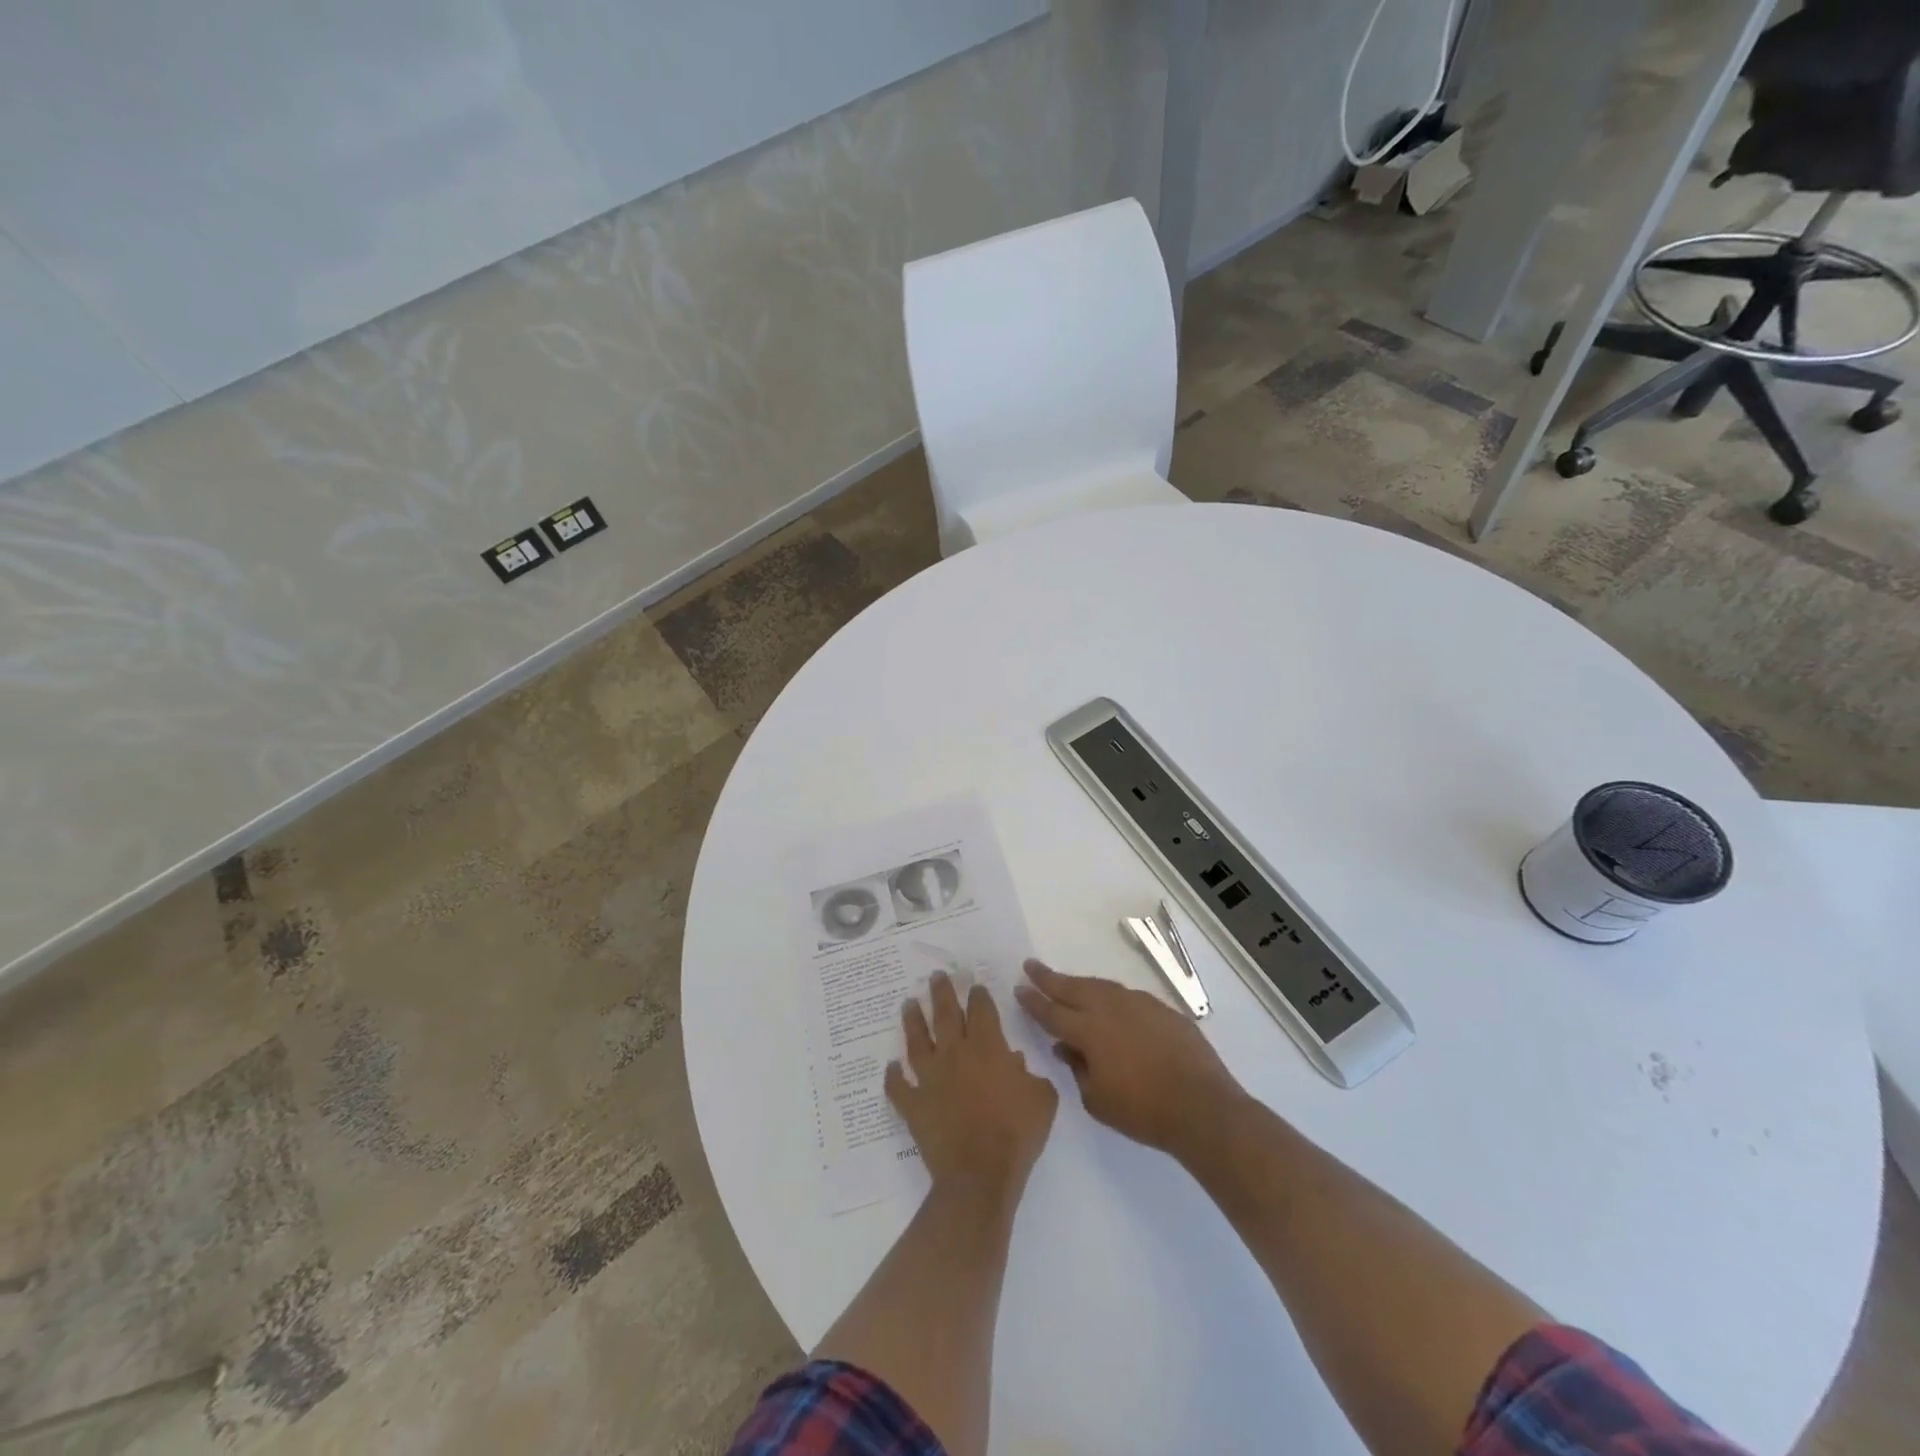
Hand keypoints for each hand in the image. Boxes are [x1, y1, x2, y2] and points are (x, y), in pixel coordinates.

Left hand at [886, 972, 1058, 1209]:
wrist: (980, 1175)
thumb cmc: (1017, 1134)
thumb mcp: (1042, 1099)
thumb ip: (1032, 1075)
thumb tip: (1016, 1064)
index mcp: (988, 1048)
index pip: (981, 1011)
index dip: (978, 996)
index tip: (974, 985)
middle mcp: (955, 1054)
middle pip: (945, 1014)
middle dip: (941, 992)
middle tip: (935, 976)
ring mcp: (930, 1078)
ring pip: (917, 1041)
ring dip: (912, 1021)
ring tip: (908, 1004)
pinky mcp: (914, 1104)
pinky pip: (898, 1086)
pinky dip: (893, 1076)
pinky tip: (891, 1066)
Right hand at [1015, 959, 1244, 1154]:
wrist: (1202, 1106)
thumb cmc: (1143, 1111)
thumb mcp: (1097, 1100)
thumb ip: (1077, 1069)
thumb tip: (1067, 1047)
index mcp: (1088, 1030)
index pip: (1052, 1012)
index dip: (1033, 1000)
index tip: (1018, 987)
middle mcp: (1110, 1008)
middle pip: (1073, 988)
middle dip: (1049, 978)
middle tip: (1031, 965)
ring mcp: (1139, 1004)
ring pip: (1102, 986)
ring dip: (1081, 984)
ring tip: (1068, 983)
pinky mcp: (1162, 1009)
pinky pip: (1128, 997)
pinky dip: (1112, 997)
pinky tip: (1111, 1005)